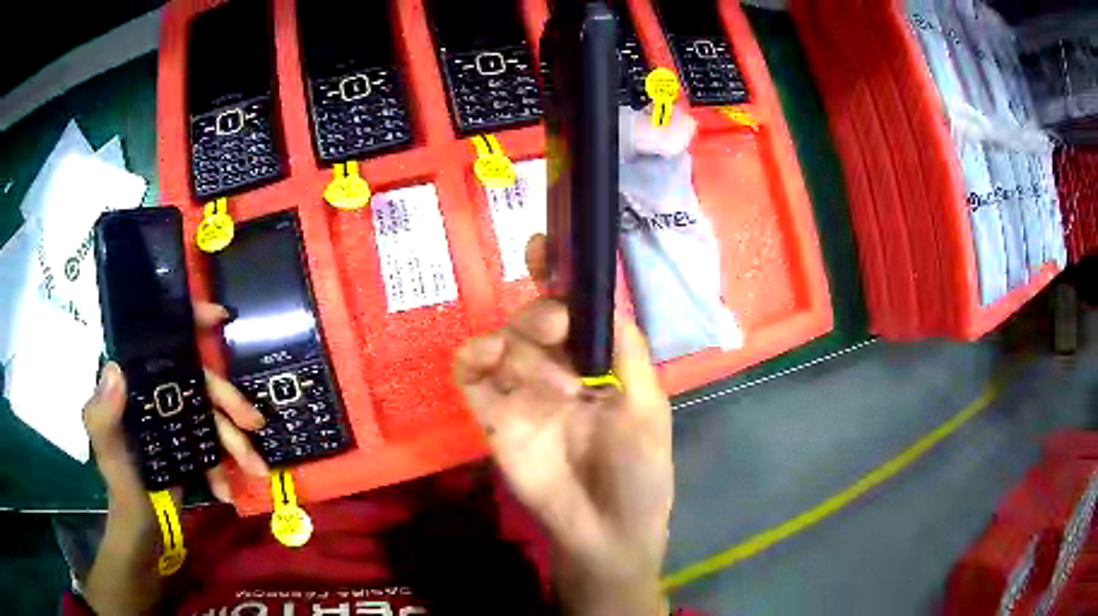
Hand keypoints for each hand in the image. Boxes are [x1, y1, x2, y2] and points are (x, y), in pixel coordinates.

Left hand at [83, 302, 268, 516]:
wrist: (142, 526)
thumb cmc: (120, 480)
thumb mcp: (106, 448)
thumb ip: (103, 414)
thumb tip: (116, 368)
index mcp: (137, 379)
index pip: (162, 336)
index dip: (190, 320)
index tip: (220, 318)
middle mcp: (158, 390)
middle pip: (200, 379)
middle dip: (230, 400)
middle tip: (254, 422)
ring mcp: (177, 417)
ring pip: (213, 415)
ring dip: (236, 441)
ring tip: (256, 468)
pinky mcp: (191, 444)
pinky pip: (214, 447)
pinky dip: (224, 467)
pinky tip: (227, 490)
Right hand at [454, 236, 672, 613]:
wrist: (606, 531)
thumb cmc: (640, 470)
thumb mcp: (648, 406)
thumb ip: (629, 351)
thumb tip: (606, 299)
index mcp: (597, 365)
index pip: (574, 311)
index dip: (558, 277)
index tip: (544, 245)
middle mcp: (557, 372)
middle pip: (535, 320)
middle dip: (541, 312)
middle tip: (552, 327)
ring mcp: (522, 394)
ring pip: (503, 341)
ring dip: (511, 336)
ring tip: (528, 363)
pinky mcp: (493, 418)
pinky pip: (472, 376)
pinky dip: (472, 357)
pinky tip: (486, 357)